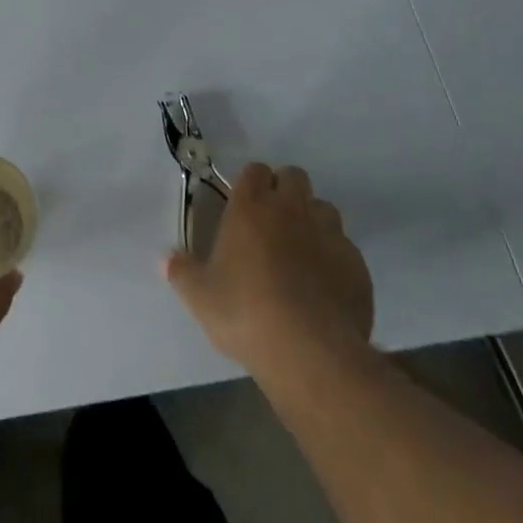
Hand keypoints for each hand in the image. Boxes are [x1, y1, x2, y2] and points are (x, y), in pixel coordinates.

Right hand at [165, 163, 373, 374]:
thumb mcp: (200, 297)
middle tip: (272, 222)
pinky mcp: (357, 265)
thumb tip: (166, 259)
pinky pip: (345, 247)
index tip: (243, 204)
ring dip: (312, 220)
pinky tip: (325, 285)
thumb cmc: (245, 313)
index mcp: (250, 207)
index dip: (250, 183)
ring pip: (324, 208)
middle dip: (284, 190)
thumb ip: (181, 272)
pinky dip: (334, 257)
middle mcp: (291, 209)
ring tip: (301, 251)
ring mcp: (329, 234)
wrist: (311, 352)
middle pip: (294, 177)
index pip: (254, 170)